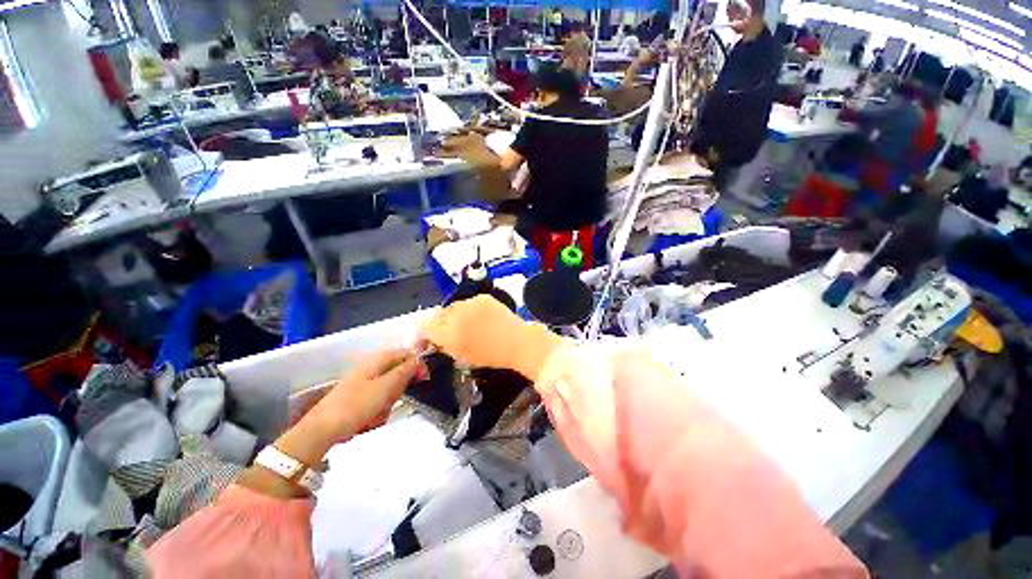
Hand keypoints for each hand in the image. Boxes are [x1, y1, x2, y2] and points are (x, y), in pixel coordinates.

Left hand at [278, 349, 419, 465]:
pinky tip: (370, 421)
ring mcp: (362, 385)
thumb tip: (420, 357)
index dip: (416, 363)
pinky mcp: (357, 400)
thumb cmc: (356, 405)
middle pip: (397, 374)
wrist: (321, 431)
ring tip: (378, 414)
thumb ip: (405, 371)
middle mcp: (370, 370)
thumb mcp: (386, 387)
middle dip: (398, 389)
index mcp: (376, 362)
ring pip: (389, 390)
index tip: (424, 377)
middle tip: (392, 401)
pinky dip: (378, 412)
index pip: (404, 354)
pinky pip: (377, 403)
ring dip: (388, 403)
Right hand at [422, 295, 566, 380]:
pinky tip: (480, 317)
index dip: (428, 331)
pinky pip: (469, 302)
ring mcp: (471, 303)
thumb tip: (434, 337)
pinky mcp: (483, 297)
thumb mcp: (462, 356)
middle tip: (451, 331)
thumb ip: (444, 345)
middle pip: (439, 314)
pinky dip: (470, 309)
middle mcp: (456, 314)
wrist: (518, 343)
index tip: (433, 336)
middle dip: (442, 322)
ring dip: (456, 314)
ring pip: (454, 306)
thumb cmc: (491, 356)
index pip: (426, 326)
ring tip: (467, 323)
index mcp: (449, 334)